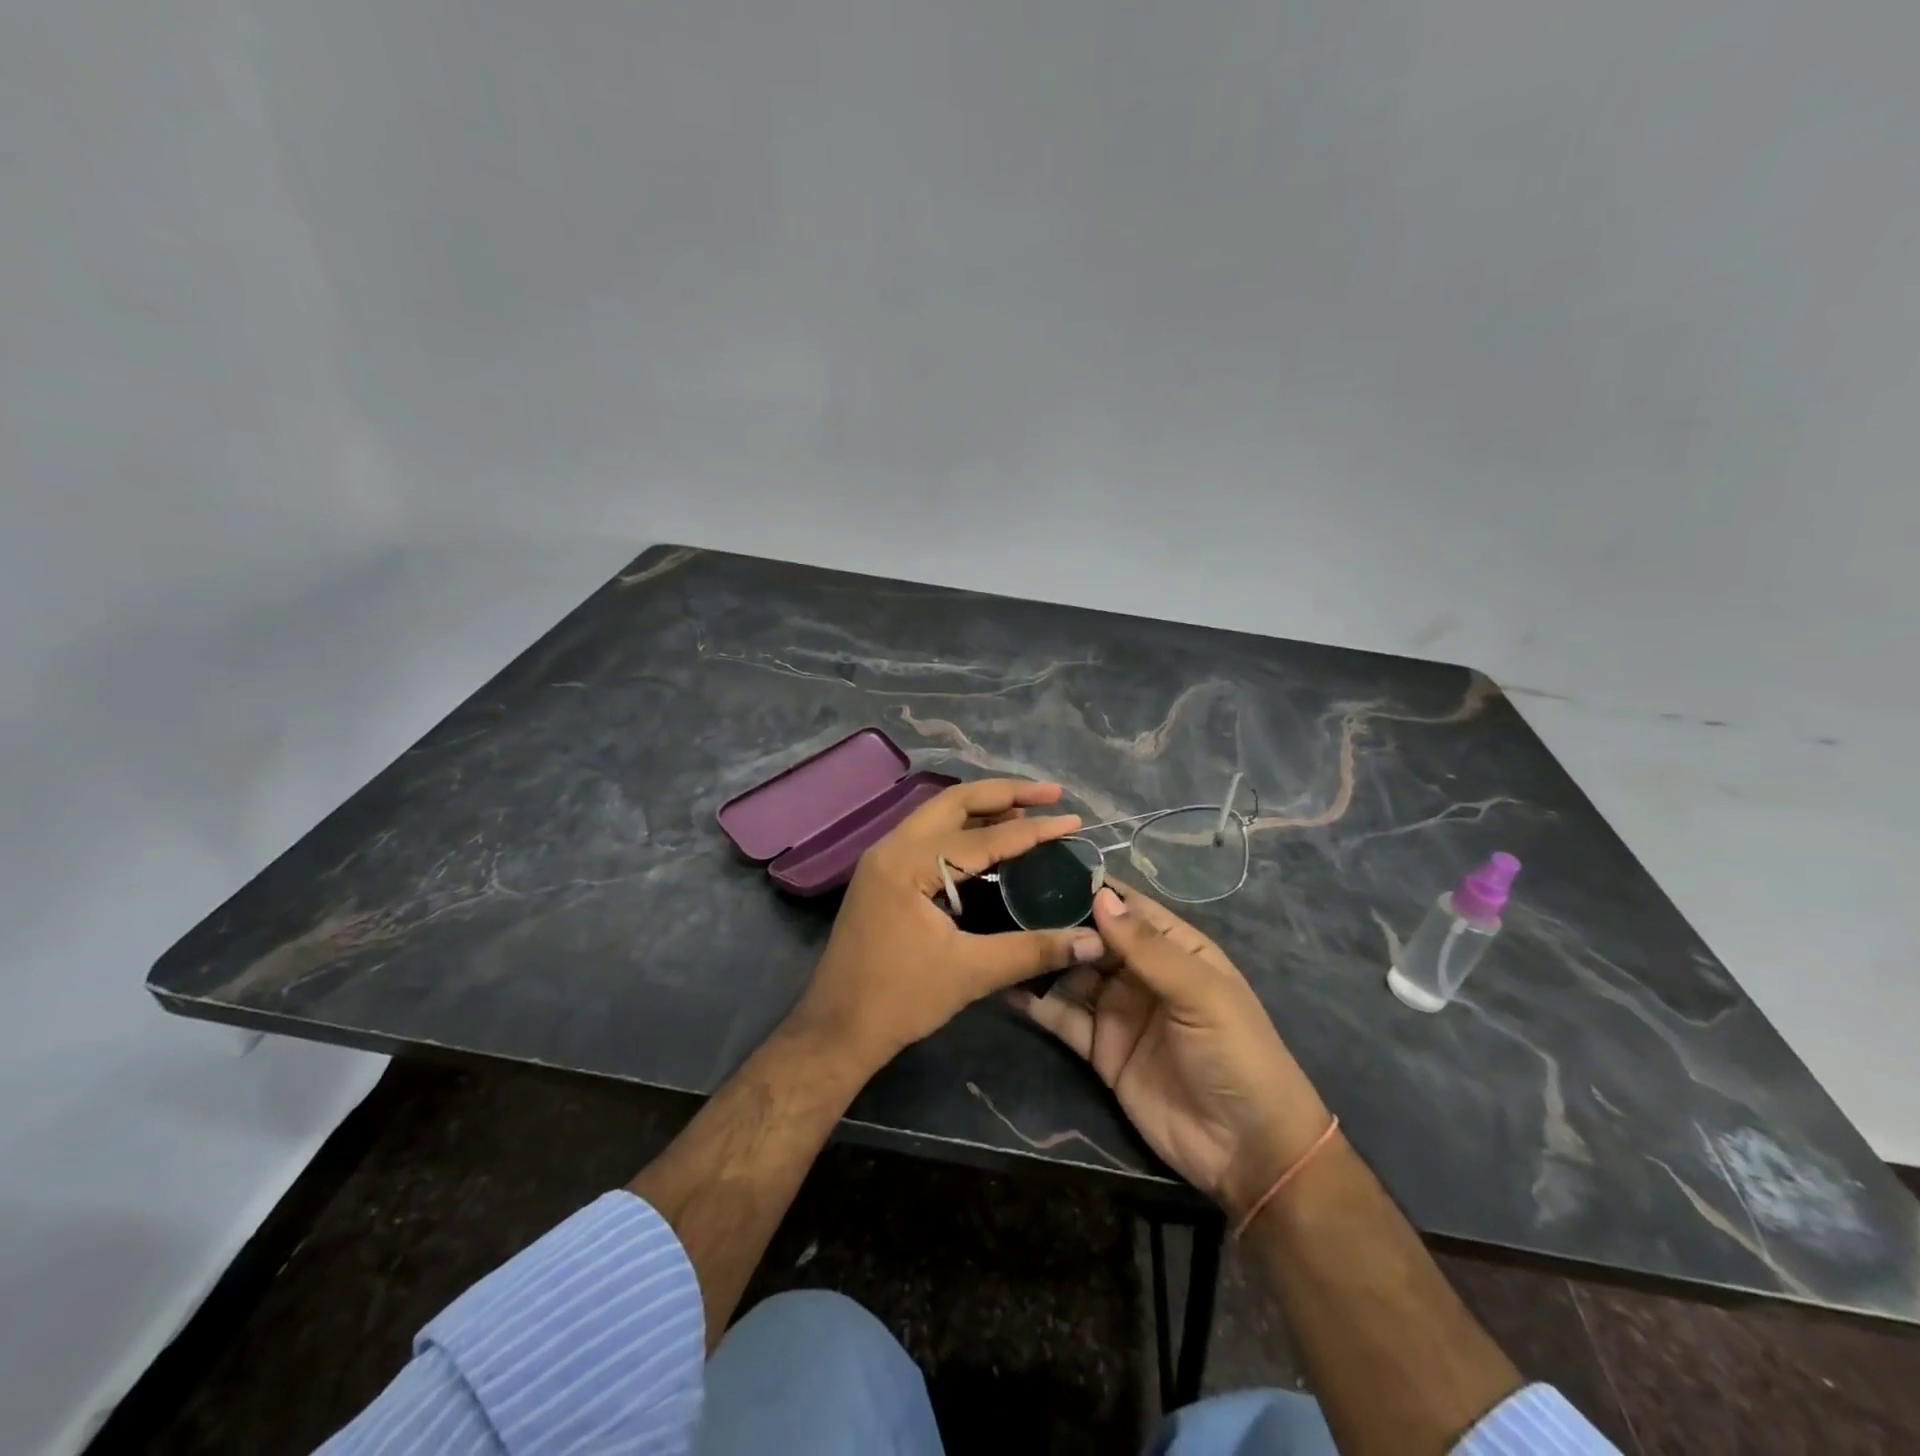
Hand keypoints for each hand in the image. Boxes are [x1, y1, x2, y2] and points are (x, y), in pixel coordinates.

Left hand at [795, 779, 1105, 1071]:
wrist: (837, 1029)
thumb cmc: (900, 1000)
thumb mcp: (971, 973)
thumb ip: (1034, 950)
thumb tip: (1092, 942)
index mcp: (909, 863)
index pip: (983, 838)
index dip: (1033, 830)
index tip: (1074, 821)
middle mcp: (892, 847)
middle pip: (955, 802)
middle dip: (1005, 793)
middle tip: (1051, 794)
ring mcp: (883, 858)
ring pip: (939, 815)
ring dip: (983, 808)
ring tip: (1028, 809)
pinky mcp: (883, 874)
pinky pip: (929, 835)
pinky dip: (963, 829)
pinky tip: (991, 841)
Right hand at [1010, 883, 1332, 1221]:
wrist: (1247, 1151)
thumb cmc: (1236, 1055)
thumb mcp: (1200, 993)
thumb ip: (1148, 948)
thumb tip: (1099, 896)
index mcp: (1175, 948)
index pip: (1127, 907)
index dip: (1090, 888)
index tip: (1042, 867)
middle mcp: (1141, 973)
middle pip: (1092, 937)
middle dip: (1055, 920)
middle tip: (1003, 901)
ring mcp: (1117, 1010)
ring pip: (1071, 973)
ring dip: (1040, 957)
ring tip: (996, 935)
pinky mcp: (1098, 1048)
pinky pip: (1061, 1017)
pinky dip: (1034, 1001)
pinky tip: (1003, 983)